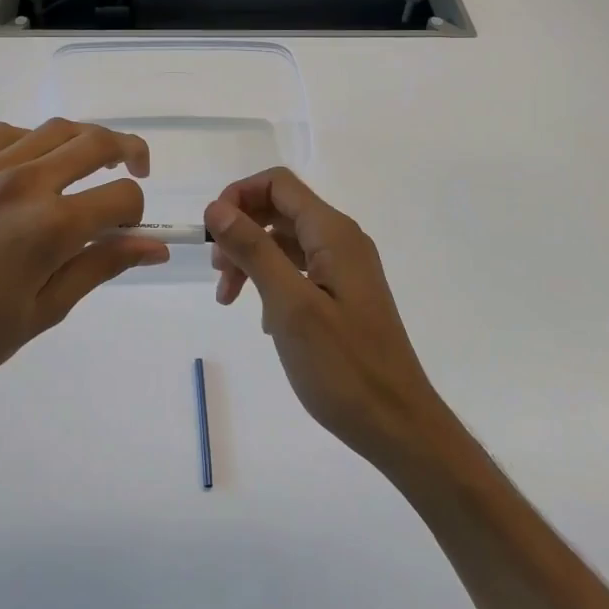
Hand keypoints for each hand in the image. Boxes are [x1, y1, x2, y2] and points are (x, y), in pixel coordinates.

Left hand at [0, 120, 168, 436]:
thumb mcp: (44, 311)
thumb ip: (101, 266)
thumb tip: (155, 247)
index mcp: (50, 226)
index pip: (122, 197)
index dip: (136, 213)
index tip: (127, 233)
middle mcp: (23, 182)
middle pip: (96, 143)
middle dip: (129, 152)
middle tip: (135, 171)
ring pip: (53, 129)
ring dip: (83, 142)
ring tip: (86, 166)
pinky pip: (4, 134)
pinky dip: (31, 141)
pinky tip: (28, 168)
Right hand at [205, 168, 449, 467]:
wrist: (397, 424)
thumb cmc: (343, 366)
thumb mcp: (290, 305)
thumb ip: (254, 250)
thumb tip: (217, 207)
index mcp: (333, 233)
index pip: (278, 184)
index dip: (238, 196)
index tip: (211, 235)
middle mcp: (341, 241)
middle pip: (280, 210)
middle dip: (241, 231)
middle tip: (219, 274)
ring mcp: (345, 269)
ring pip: (286, 242)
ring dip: (252, 259)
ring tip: (229, 299)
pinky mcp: (343, 295)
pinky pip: (299, 270)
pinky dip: (272, 282)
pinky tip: (263, 319)